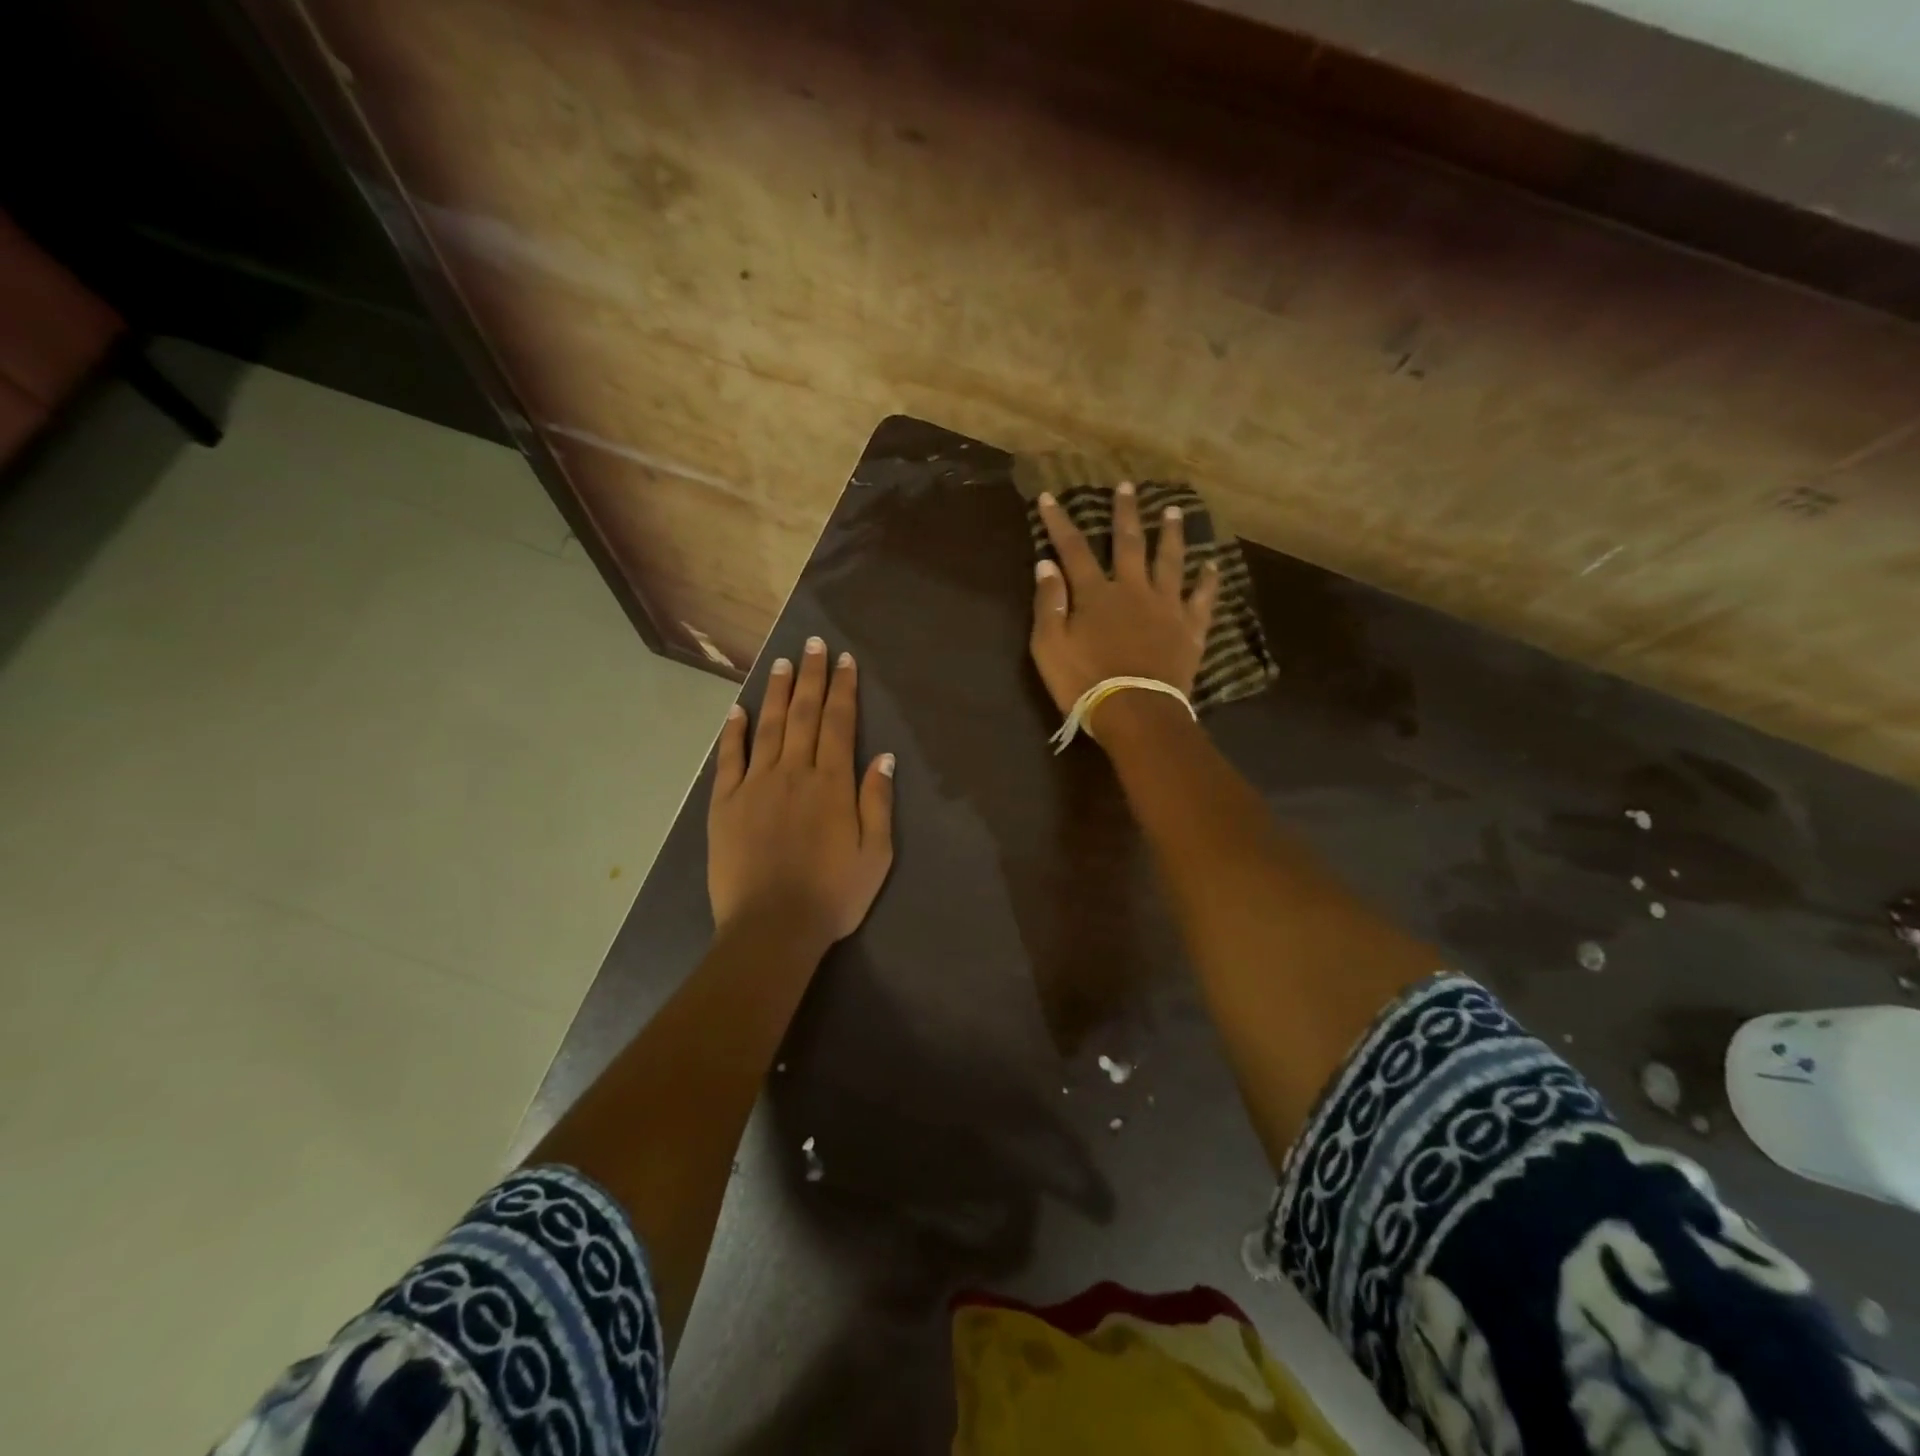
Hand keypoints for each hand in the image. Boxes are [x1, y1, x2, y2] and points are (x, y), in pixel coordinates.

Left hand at [708, 637, 895, 952]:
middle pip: (803, 714)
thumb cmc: (832, 895)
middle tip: (813, 643)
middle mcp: (794, 773)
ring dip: (775, 692)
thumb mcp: (875, 854)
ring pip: (767, 727)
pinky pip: (729, 758)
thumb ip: (877, 802)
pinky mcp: (725, 803)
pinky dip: (732, 732)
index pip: (839, 723)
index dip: (842, 689)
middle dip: (811, 676)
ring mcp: (755, 785)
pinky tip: (736, 710)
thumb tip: (883, 756)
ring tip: (782, 663)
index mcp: (832, 784)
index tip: (844, 660)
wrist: (772, 928)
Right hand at [1029, 483, 1219, 722]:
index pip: (1073, 549)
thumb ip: (1048, 603)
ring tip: (1174, 510)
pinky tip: (1212, 564)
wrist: (1136, 712)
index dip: (1060, 522)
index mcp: (1095, 594)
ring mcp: (1166, 607)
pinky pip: (1202, 598)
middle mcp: (1133, 590)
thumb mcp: (1050, 646)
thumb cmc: (1085, 682)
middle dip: (1125, 513)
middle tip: (1127, 486)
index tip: (1052, 497)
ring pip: (1170, 560)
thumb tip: (1046, 564)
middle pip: (1129, 543)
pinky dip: (1207, 580)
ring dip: (1171, 534)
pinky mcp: (1189, 628)